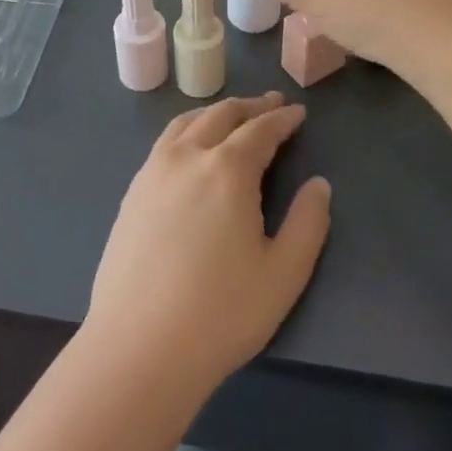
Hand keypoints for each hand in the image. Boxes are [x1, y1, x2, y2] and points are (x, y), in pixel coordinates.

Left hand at [84, 94, 330, 393]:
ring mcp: (153, 171)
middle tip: (271, 104)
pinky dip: (187, 130)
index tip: (298, 113)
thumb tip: (319, 185)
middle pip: (222, 115)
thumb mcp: (284, 273)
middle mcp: (187, 156)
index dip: (283, 119)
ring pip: (187, 122)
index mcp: (227, 169)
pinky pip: (164, 143)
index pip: (260, 130)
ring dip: (215, 113)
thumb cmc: (221, 312)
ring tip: (233, 116)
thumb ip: (308, 222)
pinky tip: (191, 147)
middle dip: (251, 106)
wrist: (139, 347)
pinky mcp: (132, 192)